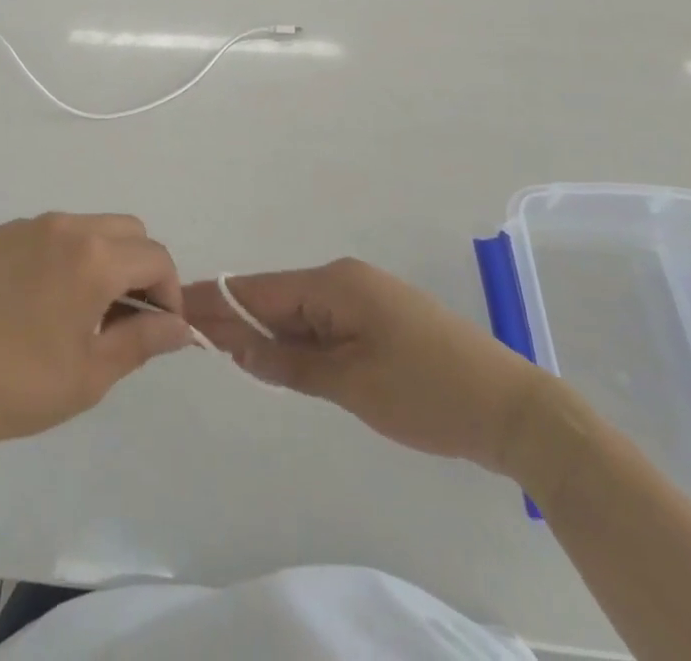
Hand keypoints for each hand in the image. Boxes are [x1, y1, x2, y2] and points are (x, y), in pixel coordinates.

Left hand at [0, 214, 194, 454]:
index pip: (156, 257)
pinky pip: (41, 236)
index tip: (159, 330)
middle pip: (126, 230)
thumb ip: (143, 341)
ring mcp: (22, 226)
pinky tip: (30, 304)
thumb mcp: (89, 375)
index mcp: (93, 256)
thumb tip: (180, 326)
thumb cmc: (14, 384)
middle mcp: (62, 226)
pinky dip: (56, 258)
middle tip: (122, 319)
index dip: (169, 292)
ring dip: (98, 259)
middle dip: (138, 268)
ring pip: (83, 228)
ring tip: (76, 313)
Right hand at [182, 258, 550, 476]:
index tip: (178, 306)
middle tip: (190, 333)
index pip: (261, 291)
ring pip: (300, 314)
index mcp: (335, 284)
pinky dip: (298, 342)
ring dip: (266, 333)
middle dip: (237, 318)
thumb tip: (239, 349)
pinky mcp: (381, 322)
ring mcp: (366, 299)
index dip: (219, 301)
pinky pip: (325, 325)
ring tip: (221, 346)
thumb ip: (290, 365)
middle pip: (277, 299)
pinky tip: (275, 357)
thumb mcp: (351, 384)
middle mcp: (345, 280)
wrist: (512, 409)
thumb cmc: (427, 394)